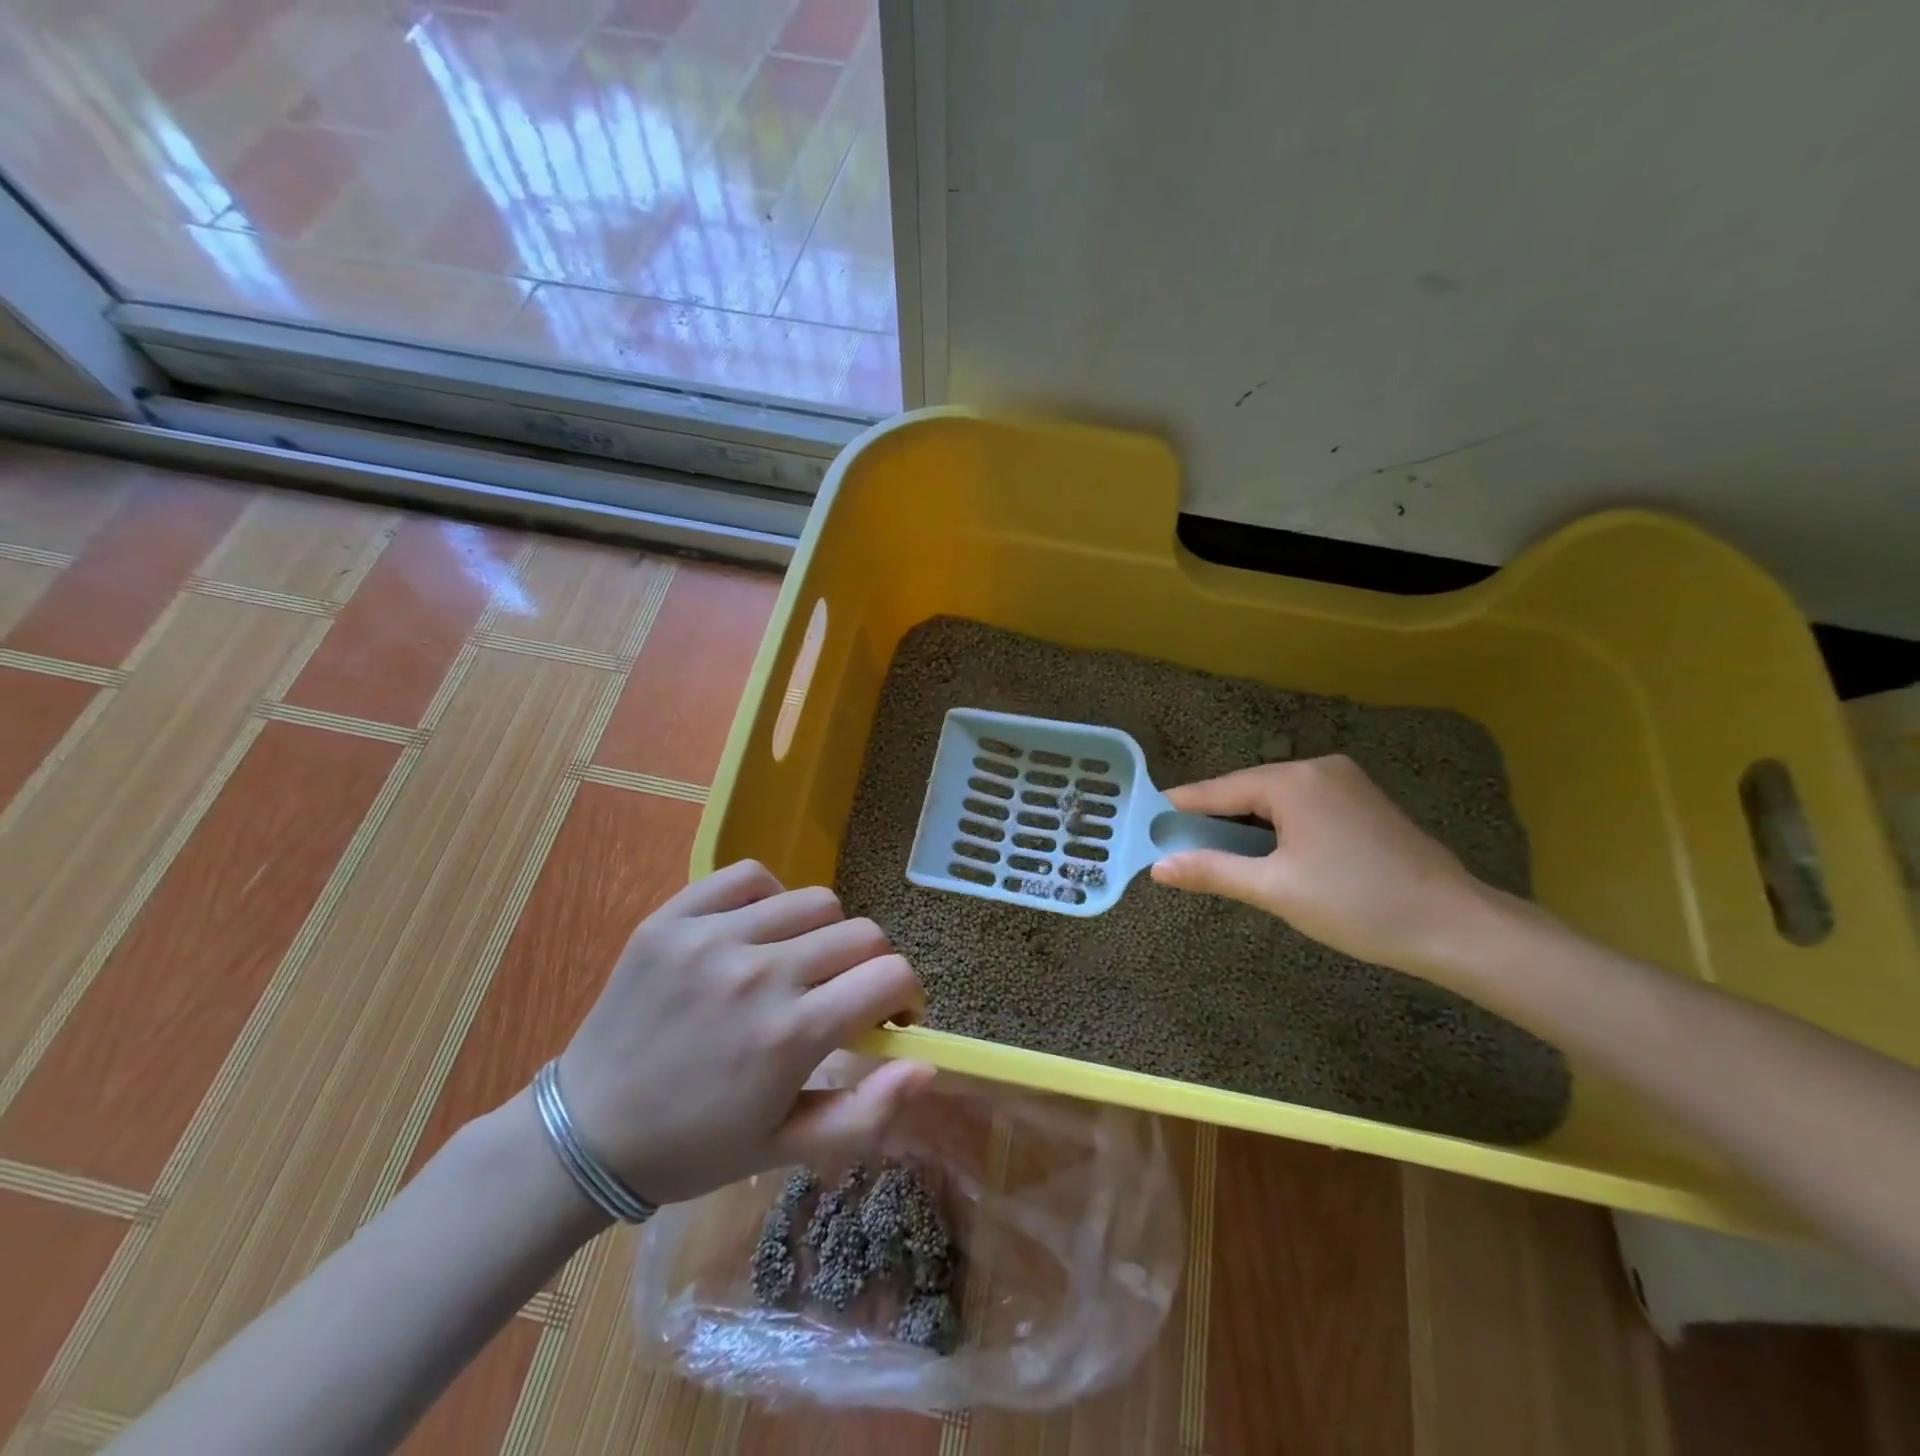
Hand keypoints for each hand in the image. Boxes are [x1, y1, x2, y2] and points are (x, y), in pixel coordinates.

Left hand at [554, 861, 930, 1205]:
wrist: (586, 1133)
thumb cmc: (694, 1148)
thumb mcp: (785, 1150)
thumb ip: (866, 1114)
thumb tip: (927, 1065)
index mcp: (790, 1035)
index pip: (890, 976)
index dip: (906, 995)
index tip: (888, 1017)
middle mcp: (758, 974)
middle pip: (861, 934)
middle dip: (869, 966)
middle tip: (841, 996)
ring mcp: (712, 937)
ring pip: (814, 901)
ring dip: (823, 934)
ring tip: (796, 964)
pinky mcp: (673, 917)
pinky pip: (750, 877)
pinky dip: (768, 898)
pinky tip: (755, 932)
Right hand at [1149, 755, 1506, 975]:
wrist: (1455, 926)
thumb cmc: (1357, 904)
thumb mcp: (1275, 889)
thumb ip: (1212, 871)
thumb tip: (1157, 867)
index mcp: (1293, 781)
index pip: (1218, 789)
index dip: (1180, 808)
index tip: (1145, 820)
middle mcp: (1317, 768)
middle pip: (1246, 791)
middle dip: (1213, 819)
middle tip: (1178, 847)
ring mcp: (1345, 782)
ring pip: (1274, 799)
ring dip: (1245, 825)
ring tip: (1215, 853)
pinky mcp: (1362, 801)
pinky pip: (1301, 806)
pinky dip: (1276, 826)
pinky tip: (1266, 851)